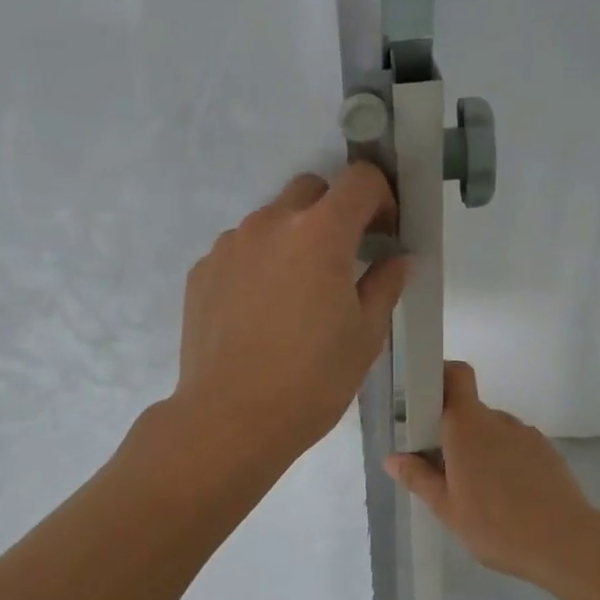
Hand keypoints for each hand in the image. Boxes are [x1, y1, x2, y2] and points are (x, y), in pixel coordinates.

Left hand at [170, 163, 407, 465]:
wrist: (230, 419)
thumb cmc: (311, 381)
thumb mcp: (365, 336)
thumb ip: (385, 284)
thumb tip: (396, 259)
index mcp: (320, 234)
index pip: (359, 180)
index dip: (381, 197)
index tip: (383, 233)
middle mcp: (270, 224)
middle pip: (311, 190)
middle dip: (335, 211)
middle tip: (343, 259)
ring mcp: (229, 245)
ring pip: (271, 220)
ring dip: (293, 238)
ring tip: (296, 293)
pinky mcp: (202, 270)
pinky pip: (240, 250)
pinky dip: (259, 263)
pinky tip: (260, 311)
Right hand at [385, 362, 599, 587]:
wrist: (567, 543)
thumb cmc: (497, 525)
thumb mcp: (447, 509)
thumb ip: (418, 478)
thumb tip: (393, 458)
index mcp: (467, 426)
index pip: (456, 375)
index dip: (440, 376)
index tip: (424, 401)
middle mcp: (498, 420)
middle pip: (469, 410)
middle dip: (453, 432)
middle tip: (444, 470)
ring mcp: (526, 434)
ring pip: (493, 431)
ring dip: (481, 449)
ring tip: (479, 492)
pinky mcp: (547, 451)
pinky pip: (515, 446)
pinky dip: (505, 461)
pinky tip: (508, 497)